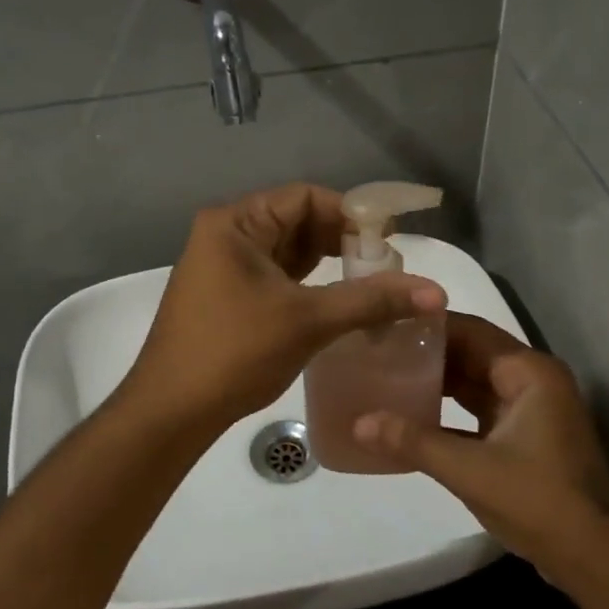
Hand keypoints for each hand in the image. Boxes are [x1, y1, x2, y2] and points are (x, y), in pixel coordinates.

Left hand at [123, 184, 446, 428]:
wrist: (172, 410)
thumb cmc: (235, 352)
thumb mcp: (308, 320)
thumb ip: (371, 300)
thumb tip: (436, 291)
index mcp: (235, 223)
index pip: (304, 197)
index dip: (351, 213)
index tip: (390, 240)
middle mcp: (226, 235)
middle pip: (297, 221)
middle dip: (343, 240)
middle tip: (386, 266)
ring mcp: (224, 266)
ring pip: (288, 252)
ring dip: (328, 263)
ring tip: (371, 283)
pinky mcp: (228, 296)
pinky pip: (277, 276)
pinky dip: (309, 284)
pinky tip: (339, 300)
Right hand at [354, 313, 608, 583]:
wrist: (596, 561)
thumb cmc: (539, 502)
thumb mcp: (470, 470)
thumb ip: (413, 442)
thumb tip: (358, 423)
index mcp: (529, 373)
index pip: (471, 331)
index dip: (427, 325)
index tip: (384, 325)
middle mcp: (532, 381)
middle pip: (471, 354)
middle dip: (427, 354)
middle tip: (377, 351)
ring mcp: (530, 411)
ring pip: (474, 384)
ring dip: (436, 383)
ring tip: (386, 377)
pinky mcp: (524, 438)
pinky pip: (478, 412)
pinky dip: (448, 413)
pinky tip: (411, 418)